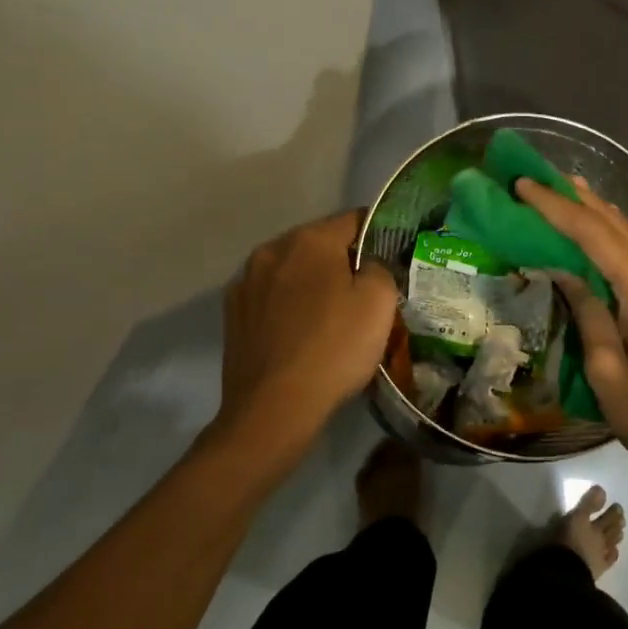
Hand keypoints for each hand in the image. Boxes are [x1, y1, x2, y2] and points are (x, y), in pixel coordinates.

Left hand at [217, 209, 398, 447]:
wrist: (274, 409)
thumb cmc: (334, 348)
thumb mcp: (379, 302)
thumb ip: (379, 267)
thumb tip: (367, 265)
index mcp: (309, 240)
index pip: (354, 219)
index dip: (379, 232)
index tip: (394, 255)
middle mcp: (271, 250)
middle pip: (319, 243)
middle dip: (343, 259)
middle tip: (367, 290)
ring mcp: (245, 283)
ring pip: (292, 270)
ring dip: (313, 282)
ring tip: (333, 314)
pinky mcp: (233, 315)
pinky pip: (272, 297)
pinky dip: (290, 305)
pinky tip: (303, 333)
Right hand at [518, 178, 627, 509]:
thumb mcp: (608, 371)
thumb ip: (589, 313)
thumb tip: (567, 273)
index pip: (595, 235)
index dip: (556, 208)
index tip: (524, 184)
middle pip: (620, 227)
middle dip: (579, 201)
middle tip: (543, 178)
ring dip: (603, 216)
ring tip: (571, 192)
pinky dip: (624, 240)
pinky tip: (609, 233)